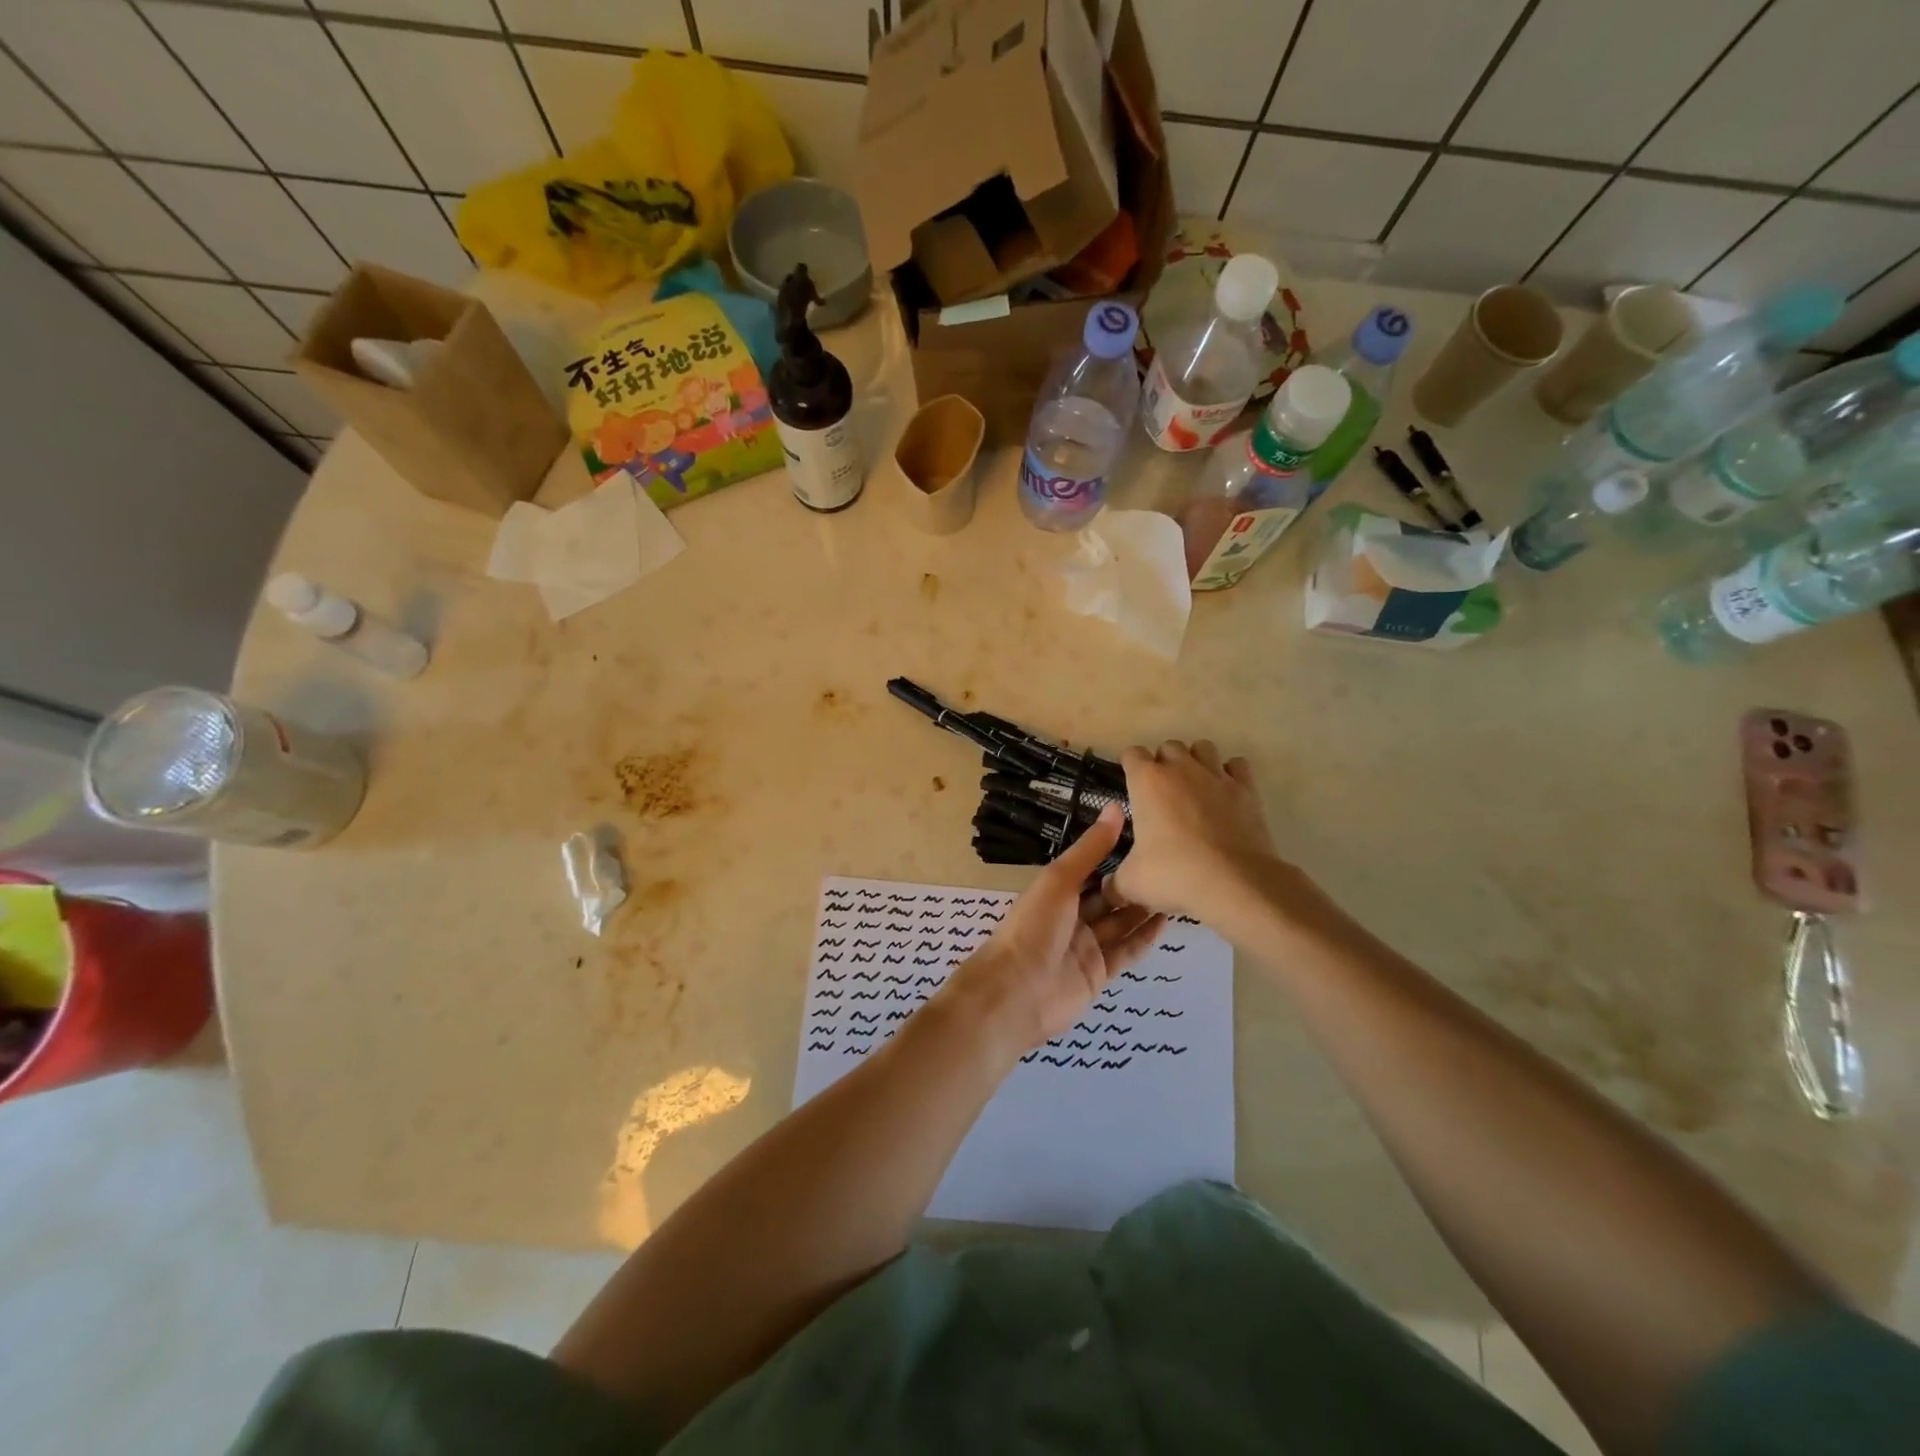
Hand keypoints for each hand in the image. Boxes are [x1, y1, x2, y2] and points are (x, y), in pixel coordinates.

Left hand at [946, 804, 1166, 1051]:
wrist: (1016, 992)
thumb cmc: (1034, 926)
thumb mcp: (1060, 879)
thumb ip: (1091, 848)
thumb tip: (1115, 807)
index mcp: (1056, 890)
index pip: (1091, 868)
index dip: (1116, 854)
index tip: (1149, 837)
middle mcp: (1071, 916)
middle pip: (1108, 896)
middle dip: (1134, 883)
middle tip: (1172, 865)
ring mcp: (1086, 946)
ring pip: (1120, 923)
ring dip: (1144, 908)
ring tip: (1177, 889)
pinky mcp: (1099, 973)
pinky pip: (1126, 951)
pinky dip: (1144, 937)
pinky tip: (1167, 921)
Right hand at [1108, 739, 1281, 921]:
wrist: (1234, 883)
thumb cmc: (1174, 874)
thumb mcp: (1131, 883)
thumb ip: (1114, 882)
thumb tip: (1107, 891)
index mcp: (1147, 781)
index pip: (1132, 754)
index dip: (1130, 768)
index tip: (1131, 787)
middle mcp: (1181, 768)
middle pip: (1168, 747)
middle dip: (1164, 763)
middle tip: (1162, 794)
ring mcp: (1216, 775)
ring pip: (1203, 747)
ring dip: (1196, 761)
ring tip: (1194, 787)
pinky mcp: (1246, 789)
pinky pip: (1237, 765)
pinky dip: (1230, 774)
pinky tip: (1225, 794)